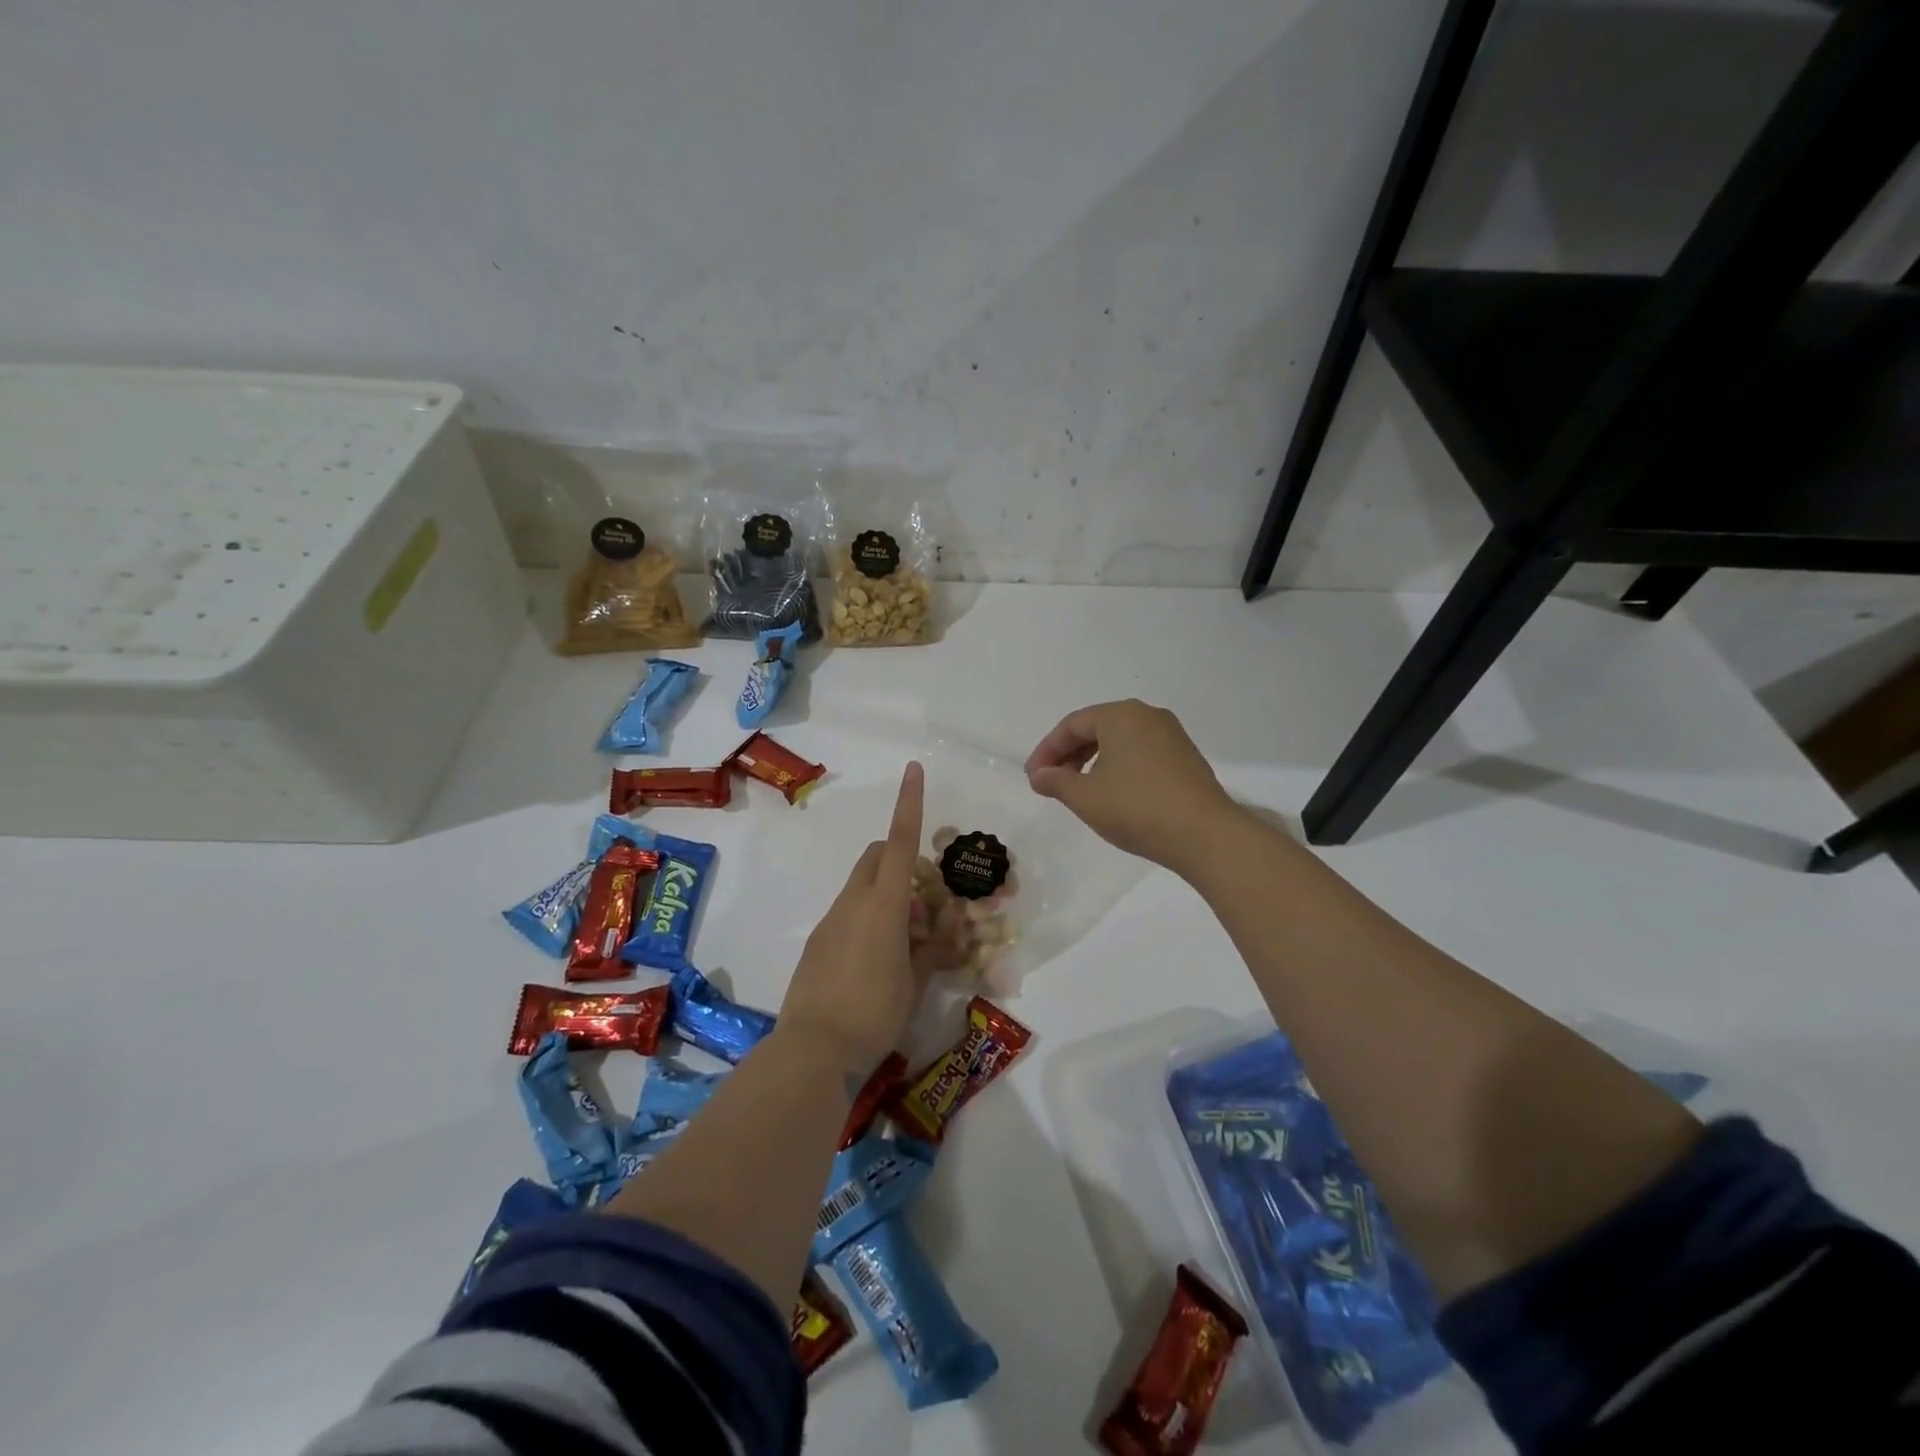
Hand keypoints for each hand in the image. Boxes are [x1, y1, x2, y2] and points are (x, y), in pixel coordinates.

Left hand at [779, 761, 927, 1075]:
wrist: (813, 1050)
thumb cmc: (874, 1013)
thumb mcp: (916, 982)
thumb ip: (932, 949)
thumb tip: (944, 931)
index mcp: (883, 905)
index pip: (899, 842)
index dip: (909, 803)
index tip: (914, 769)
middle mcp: (853, 902)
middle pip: (876, 857)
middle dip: (901, 860)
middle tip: (924, 903)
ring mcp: (831, 921)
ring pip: (862, 886)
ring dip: (888, 895)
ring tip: (908, 943)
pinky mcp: (818, 942)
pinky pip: (848, 912)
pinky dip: (869, 918)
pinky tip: (879, 962)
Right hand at [1025, 699, 1239, 873]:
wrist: (1205, 835)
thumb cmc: (1137, 808)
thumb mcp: (1085, 797)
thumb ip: (1056, 781)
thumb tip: (1039, 775)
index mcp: (1121, 715)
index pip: (1071, 725)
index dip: (1046, 751)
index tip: (1033, 778)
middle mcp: (1147, 715)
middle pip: (1096, 728)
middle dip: (1069, 755)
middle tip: (1051, 783)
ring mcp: (1171, 735)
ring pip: (1119, 741)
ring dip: (1092, 762)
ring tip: (1079, 790)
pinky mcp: (1186, 757)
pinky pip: (1140, 753)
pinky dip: (1118, 767)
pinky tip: (1113, 793)